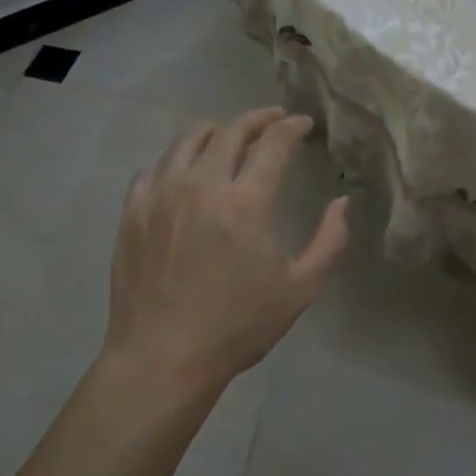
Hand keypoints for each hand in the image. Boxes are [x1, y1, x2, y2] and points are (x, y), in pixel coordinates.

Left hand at [101, 108, 347, 400]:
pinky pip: (155, 166)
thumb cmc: (238, 326)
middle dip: (257, 119)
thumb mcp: (300, 288)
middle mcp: (202, 185)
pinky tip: (186, 170)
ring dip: (216, 130)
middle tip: (272, 120)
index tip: (303, 124)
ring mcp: (161, 194)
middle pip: (230, 130)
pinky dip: (177, 158)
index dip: (292, 126)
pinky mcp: (133, 211)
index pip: (273, 142)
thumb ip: (329, 240)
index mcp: (246, 202)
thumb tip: (342, 202)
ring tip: (229, 136)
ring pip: (187, 139)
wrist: (163, 357)